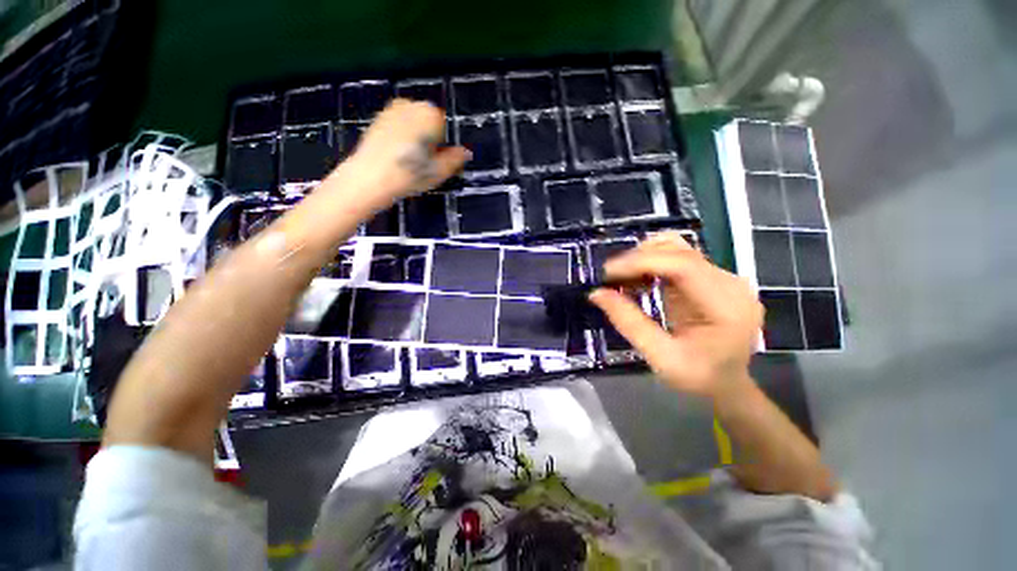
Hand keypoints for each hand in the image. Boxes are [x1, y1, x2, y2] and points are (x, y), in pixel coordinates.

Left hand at [342, 99, 470, 206]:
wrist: (371, 177)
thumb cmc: (411, 174)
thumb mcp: (440, 171)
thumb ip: (456, 158)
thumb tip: (466, 152)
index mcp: (430, 114)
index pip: (444, 126)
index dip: (442, 144)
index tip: (435, 159)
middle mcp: (411, 105)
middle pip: (428, 121)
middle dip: (428, 136)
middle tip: (423, 160)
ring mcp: (392, 109)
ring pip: (412, 123)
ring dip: (414, 136)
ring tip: (408, 158)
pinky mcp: (377, 118)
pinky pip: (397, 125)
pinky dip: (400, 135)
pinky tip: (396, 154)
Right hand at [588, 232, 762, 400]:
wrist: (727, 384)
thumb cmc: (698, 378)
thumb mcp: (660, 357)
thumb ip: (629, 323)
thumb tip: (597, 293)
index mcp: (727, 306)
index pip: (683, 265)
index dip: (640, 262)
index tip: (607, 273)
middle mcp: (730, 283)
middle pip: (679, 251)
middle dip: (637, 259)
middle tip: (608, 278)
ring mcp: (723, 277)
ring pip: (676, 248)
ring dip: (643, 258)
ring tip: (621, 279)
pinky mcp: (711, 277)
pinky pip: (676, 258)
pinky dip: (650, 264)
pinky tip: (637, 280)